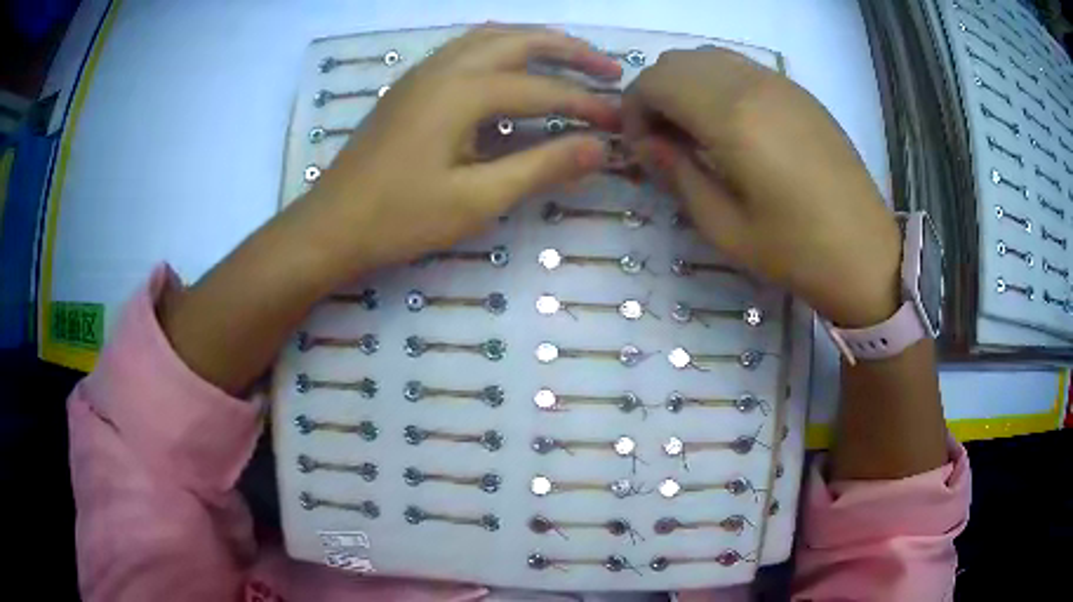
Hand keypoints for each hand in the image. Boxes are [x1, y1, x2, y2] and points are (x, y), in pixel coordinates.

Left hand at [294, 26, 621, 281]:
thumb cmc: (399, 218)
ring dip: (535, 42)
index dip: (587, 105)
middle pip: (520, 41)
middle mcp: (445, 67)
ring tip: (570, 59)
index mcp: (463, 91)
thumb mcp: (477, 200)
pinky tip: (512, 66)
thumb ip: (542, 167)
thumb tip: (601, 148)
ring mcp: (423, 72)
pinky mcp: (411, 86)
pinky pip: (466, 48)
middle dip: (570, 52)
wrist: (330, 226)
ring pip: (491, 37)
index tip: (621, 121)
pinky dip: (502, 48)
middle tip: (609, 70)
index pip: (543, 89)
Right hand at [621, 48, 901, 326]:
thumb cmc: (795, 251)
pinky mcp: (798, 91)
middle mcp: (752, 85)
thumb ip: (677, 174)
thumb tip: (646, 144)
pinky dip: (717, 83)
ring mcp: (780, 83)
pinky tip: (731, 124)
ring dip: (686, 85)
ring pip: (708, 57)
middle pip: (677, 62)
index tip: (641, 147)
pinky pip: (740, 67)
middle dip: (655, 94)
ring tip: (695, 130)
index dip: (634, 110)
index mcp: (732, 119)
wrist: (866, 252)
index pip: (655, 83)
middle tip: (663, 140)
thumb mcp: (724, 227)